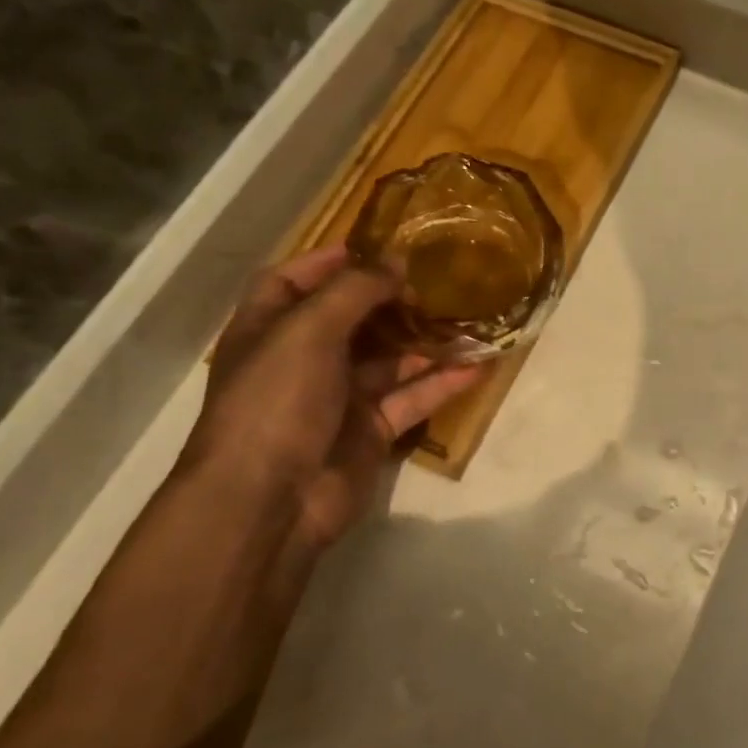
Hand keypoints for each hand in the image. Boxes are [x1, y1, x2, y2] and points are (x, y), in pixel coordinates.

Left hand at [180, 244, 479, 551]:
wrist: (270, 500)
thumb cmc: (277, 401)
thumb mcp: (309, 330)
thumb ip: (355, 291)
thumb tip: (397, 263)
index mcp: (270, 329)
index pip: (293, 281)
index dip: (329, 261)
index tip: (378, 246)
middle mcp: (302, 359)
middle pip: (350, 319)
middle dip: (390, 299)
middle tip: (435, 283)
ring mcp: (337, 398)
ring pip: (389, 360)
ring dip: (425, 341)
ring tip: (469, 318)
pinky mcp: (369, 431)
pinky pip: (410, 399)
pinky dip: (440, 384)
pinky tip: (477, 366)